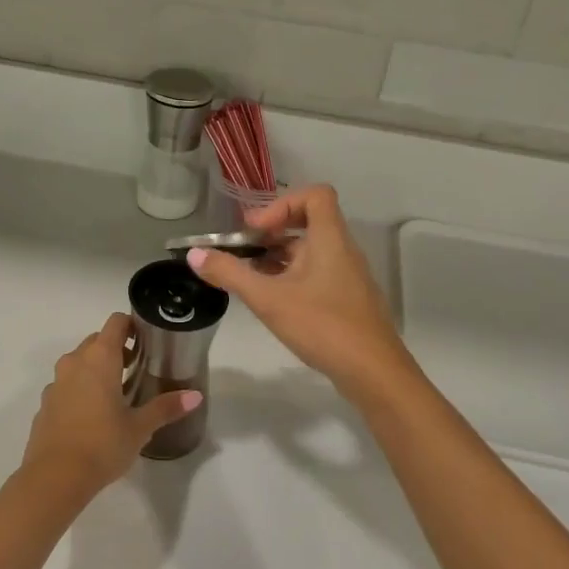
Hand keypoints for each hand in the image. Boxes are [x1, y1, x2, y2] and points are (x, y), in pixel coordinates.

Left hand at [21, 314, 201, 494]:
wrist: (54, 478)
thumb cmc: (103, 444)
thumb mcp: (140, 427)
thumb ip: (166, 407)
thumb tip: (195, 396)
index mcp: (100, 358)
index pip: (116, 323)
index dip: (132, 326)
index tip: (147, 341)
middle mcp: (75, 362)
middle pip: (96, 341)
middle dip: (116, 349)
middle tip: (137, 368)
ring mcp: (56, 382)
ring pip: (79, 363)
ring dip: (96, 369)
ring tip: (116, 392)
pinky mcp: (45, 404)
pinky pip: (66, 385)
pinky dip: (80, 389)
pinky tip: (92, 415)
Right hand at [187, 185, 417, 401]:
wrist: (374, 372)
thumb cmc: (322, 325)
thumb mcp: (269, 299)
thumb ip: (230, 274)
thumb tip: (194, 254)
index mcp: (330, 239)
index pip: (315, 195)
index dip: (282, 203)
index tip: (257, 230)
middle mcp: (343, 250)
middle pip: (308, 223)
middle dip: (272, 233)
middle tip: (242, 252)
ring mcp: (348, 276)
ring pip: (311, 252)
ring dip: (279, 258)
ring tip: (250, 279)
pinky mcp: (348, 300)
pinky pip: (317, 274)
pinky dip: (292, 278)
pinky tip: (273, 302)